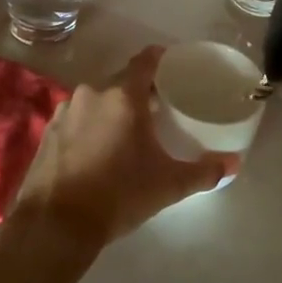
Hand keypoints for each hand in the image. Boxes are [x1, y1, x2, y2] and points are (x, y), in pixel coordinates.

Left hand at [12, 47, 235, 254]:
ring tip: (126, 131)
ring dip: (111, 109)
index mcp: (123, 96)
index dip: (159, 59)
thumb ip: (204, 171)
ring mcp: (65, 111)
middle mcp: (92, 93)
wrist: (56, 223)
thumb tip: (235, 163)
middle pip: (120, 82)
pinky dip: (88, 126)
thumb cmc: (118, 195)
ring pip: (96, 100)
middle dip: (138, 91)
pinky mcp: (47, 131)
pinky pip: (75, 118)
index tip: (172, 65)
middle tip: (156, 108)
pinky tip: (95, 149)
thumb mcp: (168, 185)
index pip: (144, 61)